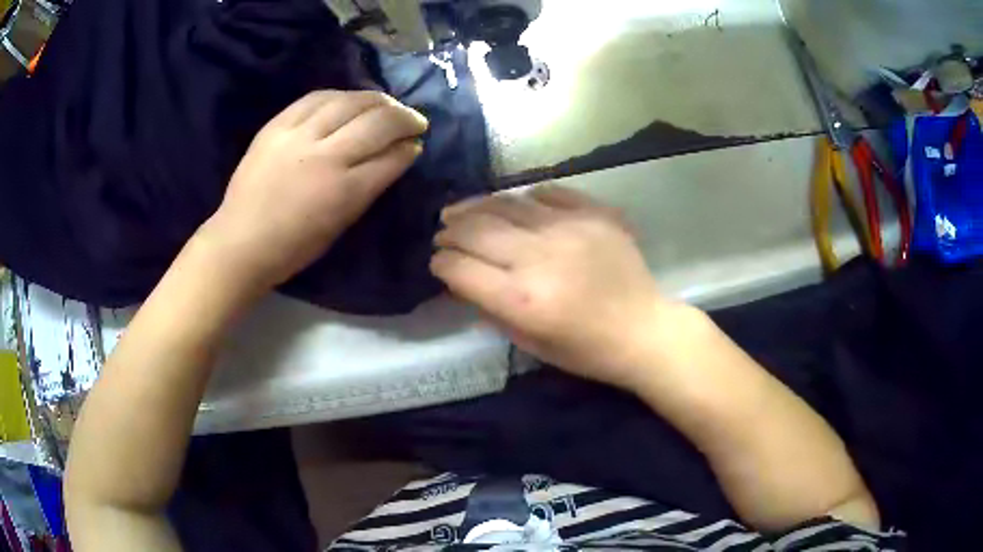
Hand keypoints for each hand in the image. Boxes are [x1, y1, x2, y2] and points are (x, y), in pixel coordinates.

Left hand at [201, 90, 427, 290]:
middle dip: (405, 118)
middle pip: (377, 123)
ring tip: (388, 104)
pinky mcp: (277, 126)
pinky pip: (316, 98)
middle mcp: (325, 157)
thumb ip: (370, 187)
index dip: (409, 148)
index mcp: (344, 192)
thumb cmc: (293, 247)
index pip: (390, 157)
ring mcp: (298, 136)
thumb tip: (397, 155)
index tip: (417, 144)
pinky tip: (351, 99)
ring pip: (349, 102)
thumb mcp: (340, 224)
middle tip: (415, 120)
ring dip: (377, 99)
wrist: (241, 241)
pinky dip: (340, 95)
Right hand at [431, 186, 680, 390]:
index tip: (438, 261)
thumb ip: (490, 306)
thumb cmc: (585, 350)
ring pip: (507, 204)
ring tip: (462, 210)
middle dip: (451, 230)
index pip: (460, 267)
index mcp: (522, 299)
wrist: (644, 329)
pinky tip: (515, 206)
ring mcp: (569, 228)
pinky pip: (548, 193)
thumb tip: (461, 277)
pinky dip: (525, 199)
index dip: (441, 262)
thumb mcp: (528, 341)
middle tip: (443, 231)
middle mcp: (540, 256)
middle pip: (476, 229)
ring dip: (477, 206)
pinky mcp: (594, 213)